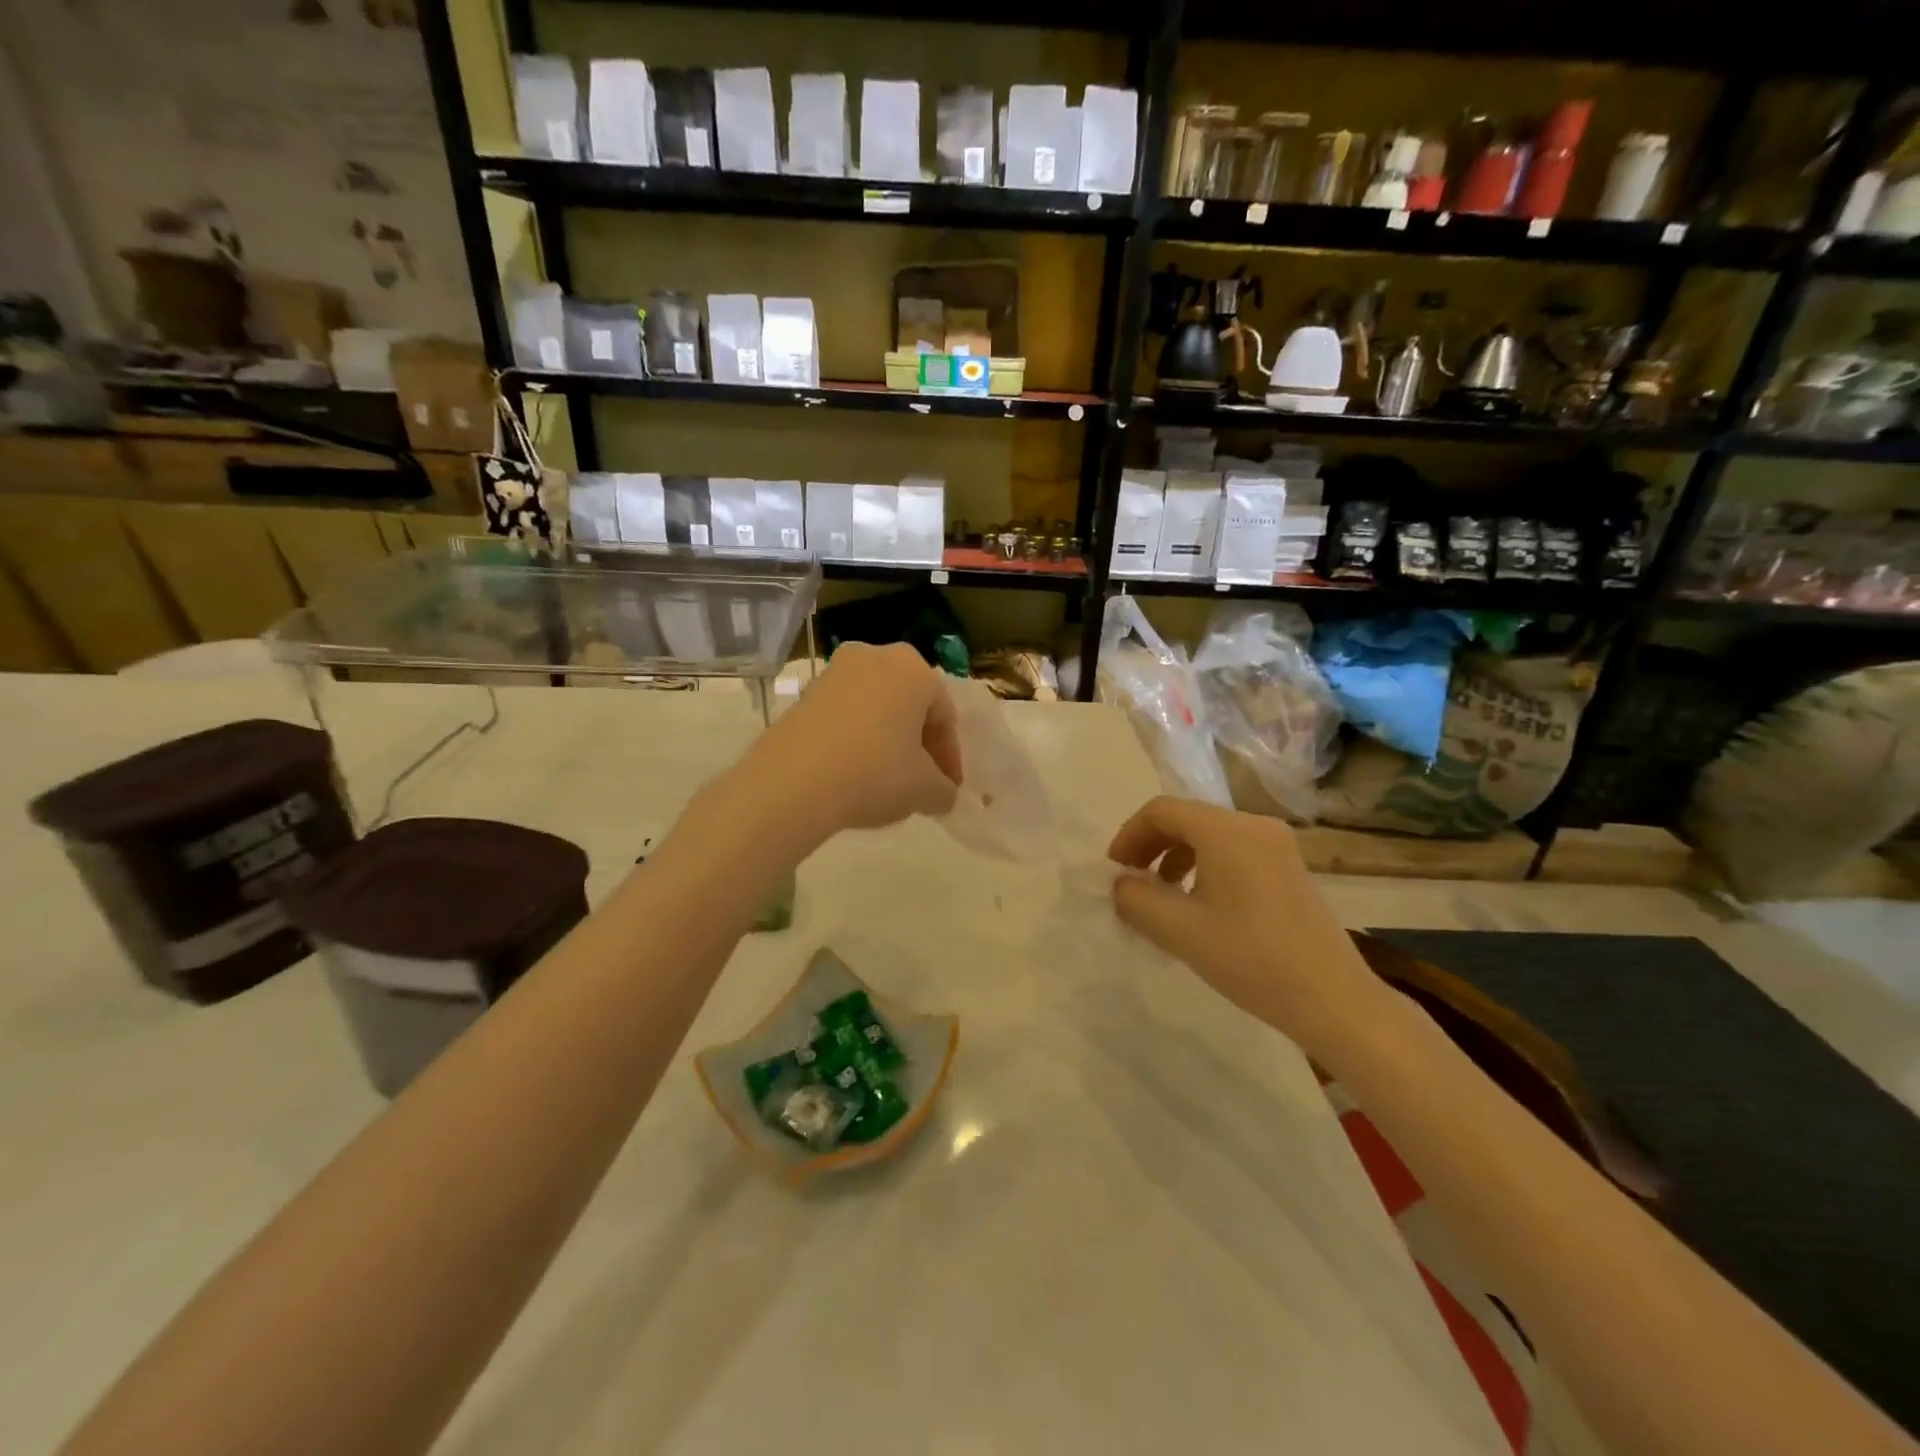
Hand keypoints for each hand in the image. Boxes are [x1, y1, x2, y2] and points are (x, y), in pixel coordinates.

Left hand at [745, 643, 961, 842]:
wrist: (791, 782)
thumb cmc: (874, 773)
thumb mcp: (925, 790)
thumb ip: (944, 790)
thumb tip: (941, 793)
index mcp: (913, 668)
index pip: (944, 716)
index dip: (949, 758)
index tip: (948, 789)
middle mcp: (875, 656)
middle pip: (909, 706)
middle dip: (918, 744)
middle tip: (921, 782)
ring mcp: (834, 672)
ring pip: (876, 709)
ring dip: (887, 741)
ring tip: (887, 781)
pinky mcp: (804, 694)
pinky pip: (845, 716)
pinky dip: (856, 740)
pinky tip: (853, 773)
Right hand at [1107, 797, 1381, 1055]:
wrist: (1333, 999)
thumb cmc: (1251, 960)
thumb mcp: (1180, 931)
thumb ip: (1136, 900)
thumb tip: (1122, 884)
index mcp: (1226, 831)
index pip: (1162, 810)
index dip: (1129, 835)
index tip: (1115, 871)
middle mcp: (1254, 825)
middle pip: (1187, 818)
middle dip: (1151, 846)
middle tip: (1132, 883)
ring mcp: (1277, 845)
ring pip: (1210, 835)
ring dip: (1176, 857)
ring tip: (1163, 897)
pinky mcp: (1289, 867)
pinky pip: (1234, 851)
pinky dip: (1205, 866)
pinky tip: (1200, 905)